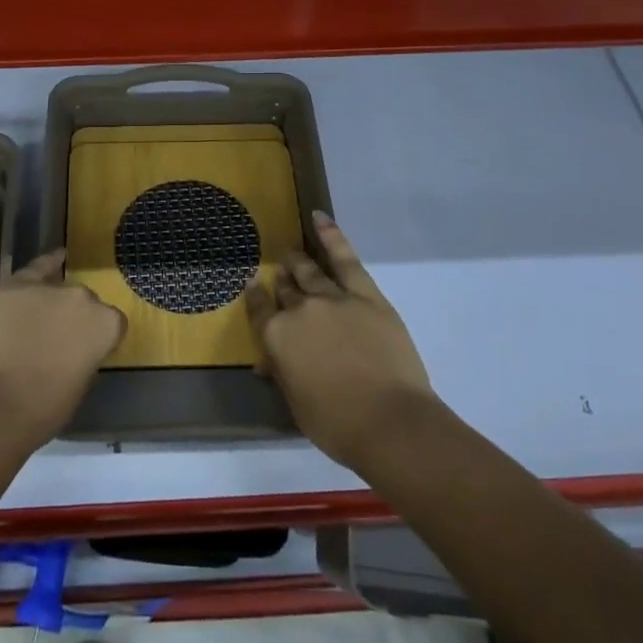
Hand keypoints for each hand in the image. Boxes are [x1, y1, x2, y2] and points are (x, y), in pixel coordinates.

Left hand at [0, 250, 125, 447]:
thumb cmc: (42, 409)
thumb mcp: (80, 385)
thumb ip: (86, 356)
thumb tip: (78, 348)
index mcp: (106, 325)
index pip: (112, 323)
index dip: (97, 339)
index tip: (85, 352)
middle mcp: (83, 298)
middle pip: (85, 303)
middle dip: (74, 318)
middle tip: (58, 342)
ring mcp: (49, 288)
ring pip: (59, 289)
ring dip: (53, 302)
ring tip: (38, 321)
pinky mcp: (16, 285)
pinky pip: (36, 268)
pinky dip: (45, 266)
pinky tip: (54, 259)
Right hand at [246, 212, 442, 471]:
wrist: (389, 423)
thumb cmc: (336, 424)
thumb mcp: (296, 403)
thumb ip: (281, 373)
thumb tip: (266, 361)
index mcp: (276, 337)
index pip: (259, 309)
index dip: (255, 297)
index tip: (252, 285)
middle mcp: (298, 309)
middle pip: (285, 288)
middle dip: (280, 279)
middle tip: (279, 271)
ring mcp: (332, 297)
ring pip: (309, 271)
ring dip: (297, 260)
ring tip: (291, 252)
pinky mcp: (365, 295)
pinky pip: (344, 258)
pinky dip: (331, 235)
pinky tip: (319, 218)